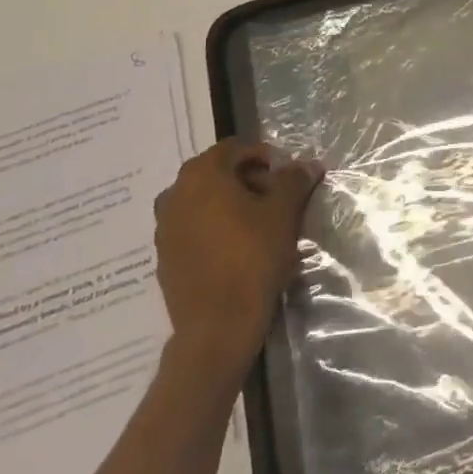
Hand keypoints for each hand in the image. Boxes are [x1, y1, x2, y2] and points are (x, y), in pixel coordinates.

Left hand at [153, 139, 323, 385]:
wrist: (217, 325)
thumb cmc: (252, 257)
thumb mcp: (284, 212)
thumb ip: (295, 180)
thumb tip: (308, 164)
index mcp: (201, 175)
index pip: (235, 148)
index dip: (265, 156)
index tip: (287, 177)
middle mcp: (174, 194)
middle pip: (217, 173)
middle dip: (249, 180)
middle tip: (278, 200)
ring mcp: (164, 228)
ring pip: (204, 202)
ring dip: (232, 204)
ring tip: (261, 225)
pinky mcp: (164, 257)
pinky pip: (194, 228)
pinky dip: (216, 228)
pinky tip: (239, 249)